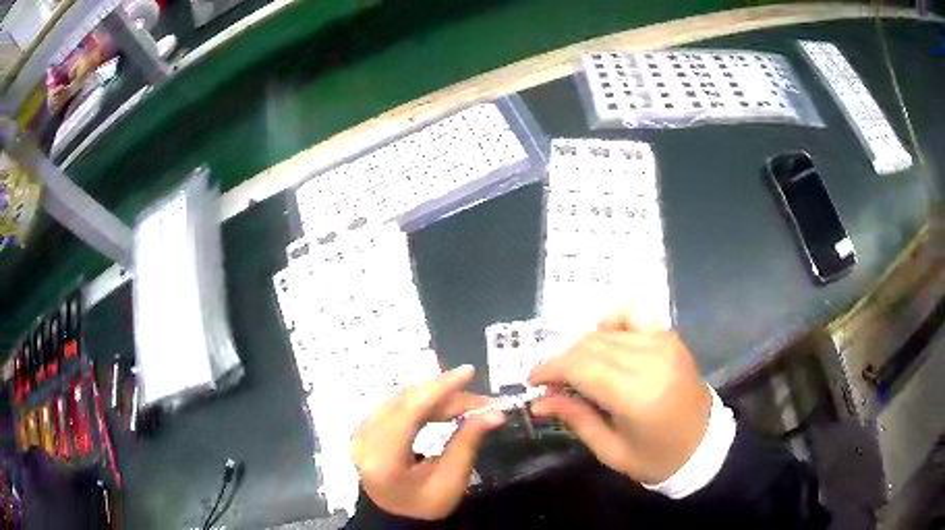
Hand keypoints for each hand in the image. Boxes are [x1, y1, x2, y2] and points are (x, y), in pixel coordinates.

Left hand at [351, 366, 504, 519]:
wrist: (394, 514)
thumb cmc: (424, 503)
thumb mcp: (451, 482)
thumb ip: (467, 444)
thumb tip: (494, 413)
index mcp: (382, 459)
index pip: (408, 411)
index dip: (439, 388)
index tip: (468, 372)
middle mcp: (364, 439)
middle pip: (405, 401)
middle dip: (445, 394)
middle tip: (481, 401)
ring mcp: (360, 431)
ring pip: (401, 399)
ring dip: (436, 396)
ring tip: (468, 404)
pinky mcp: (365, 428)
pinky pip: (395, 404)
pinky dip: (423, 402)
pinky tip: (443, 405)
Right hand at [529, 311, 711, 484]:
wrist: (703, 445)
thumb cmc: (655, 457)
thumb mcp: (610, 449)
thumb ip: (575, 418)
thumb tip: (538, 401)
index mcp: (636, 395)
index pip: (580, 366)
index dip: (549, 369)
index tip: (532, 381)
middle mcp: (651, 360)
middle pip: (588, 345)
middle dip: (561, 361)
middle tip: (553, 385)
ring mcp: (664, 343)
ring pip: (605, 332)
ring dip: (582, 348)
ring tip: (577, 372)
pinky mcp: (670, 337)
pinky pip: (632, 313)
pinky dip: (611, 322)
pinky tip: (606, 341)